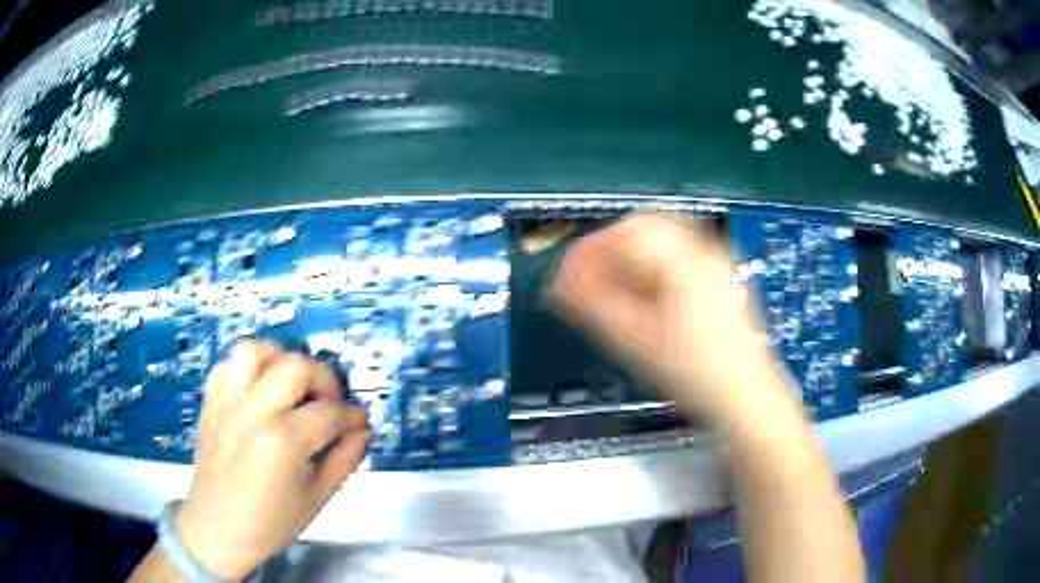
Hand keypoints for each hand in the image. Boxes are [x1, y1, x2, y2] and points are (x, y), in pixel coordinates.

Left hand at [174, 340, 369, 580]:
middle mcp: (253, 412)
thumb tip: (362, 431)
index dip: (352, 415)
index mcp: (283, 442)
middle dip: (323, 378)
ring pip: (255, 350)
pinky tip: (259, 390)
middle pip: (295, 365)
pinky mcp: (210, 402)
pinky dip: (248, 368)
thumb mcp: (317, 499)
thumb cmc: (270, 523)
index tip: (360, 421)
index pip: (329, 413)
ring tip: (291, 386)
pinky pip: (227, 364)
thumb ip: (344, 460)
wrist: (217, 530)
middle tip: (328, 402)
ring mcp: (226, 402)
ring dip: (281, 360)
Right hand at [551, 213, 784, 426]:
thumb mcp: (638, 343)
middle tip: (585, 276)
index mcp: (686, 263)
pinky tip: (638, 293)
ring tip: (608, 286)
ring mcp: (716, 263)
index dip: (589, 251)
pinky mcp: (719, 277)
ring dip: (627, 256)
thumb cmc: (702, 376)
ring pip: (660, 238)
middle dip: (607, 249)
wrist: (744, 398)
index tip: (567, 273)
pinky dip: (649, 266)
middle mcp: (705, 252)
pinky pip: (676, 255)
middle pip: (643, 226)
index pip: (625, 233)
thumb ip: (595, 307)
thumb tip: (563, 286)